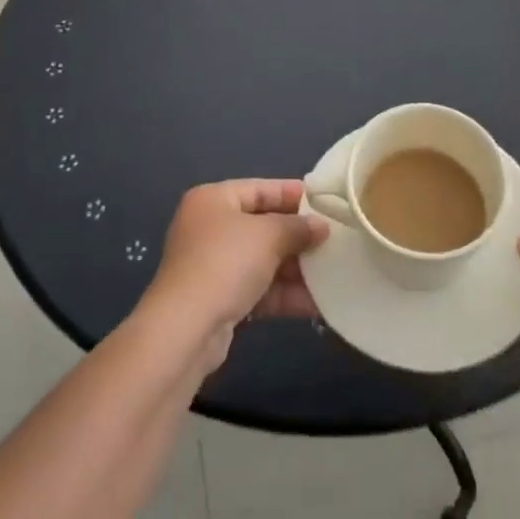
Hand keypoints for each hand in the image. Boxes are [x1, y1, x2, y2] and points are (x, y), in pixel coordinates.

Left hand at [149, 180, 327, 368]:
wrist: (186, 330)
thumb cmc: (226, 263)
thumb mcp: (268, 236)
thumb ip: (297, 227)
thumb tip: (321, 226)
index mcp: (213, 200)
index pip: (259, 188)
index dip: (292, 194)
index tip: (325, 201)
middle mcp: (210, 228)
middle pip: (263, 226)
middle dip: (298, 236)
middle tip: (334, 239)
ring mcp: (213, 266)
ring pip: (263, 261)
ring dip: (296, 268)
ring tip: (334, 271)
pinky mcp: (219, 300)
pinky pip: (259, 290)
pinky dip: (285, 294)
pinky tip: (318, 303)